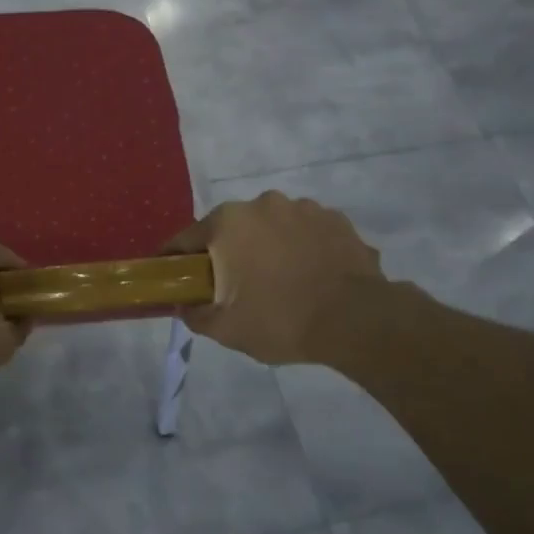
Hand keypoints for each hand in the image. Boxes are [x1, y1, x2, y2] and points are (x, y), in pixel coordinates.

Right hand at [165, 193, 387, 365]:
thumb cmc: (281, 320)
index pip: (187, 238)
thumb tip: (184, 304)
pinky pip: (306, 232)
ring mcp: (303, 208)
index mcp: (228, 223)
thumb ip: (196, 314)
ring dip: (268, 247)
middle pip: (232, 229)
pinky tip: (311, 276)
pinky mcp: (336, 220)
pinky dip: (302, 249)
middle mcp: (262, 204)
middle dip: (228, 253)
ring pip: (271, 227)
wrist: (358, 321)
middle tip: (235, 286)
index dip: (177, 259)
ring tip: (280, 282)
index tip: (175, 277)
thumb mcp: (226, 329)